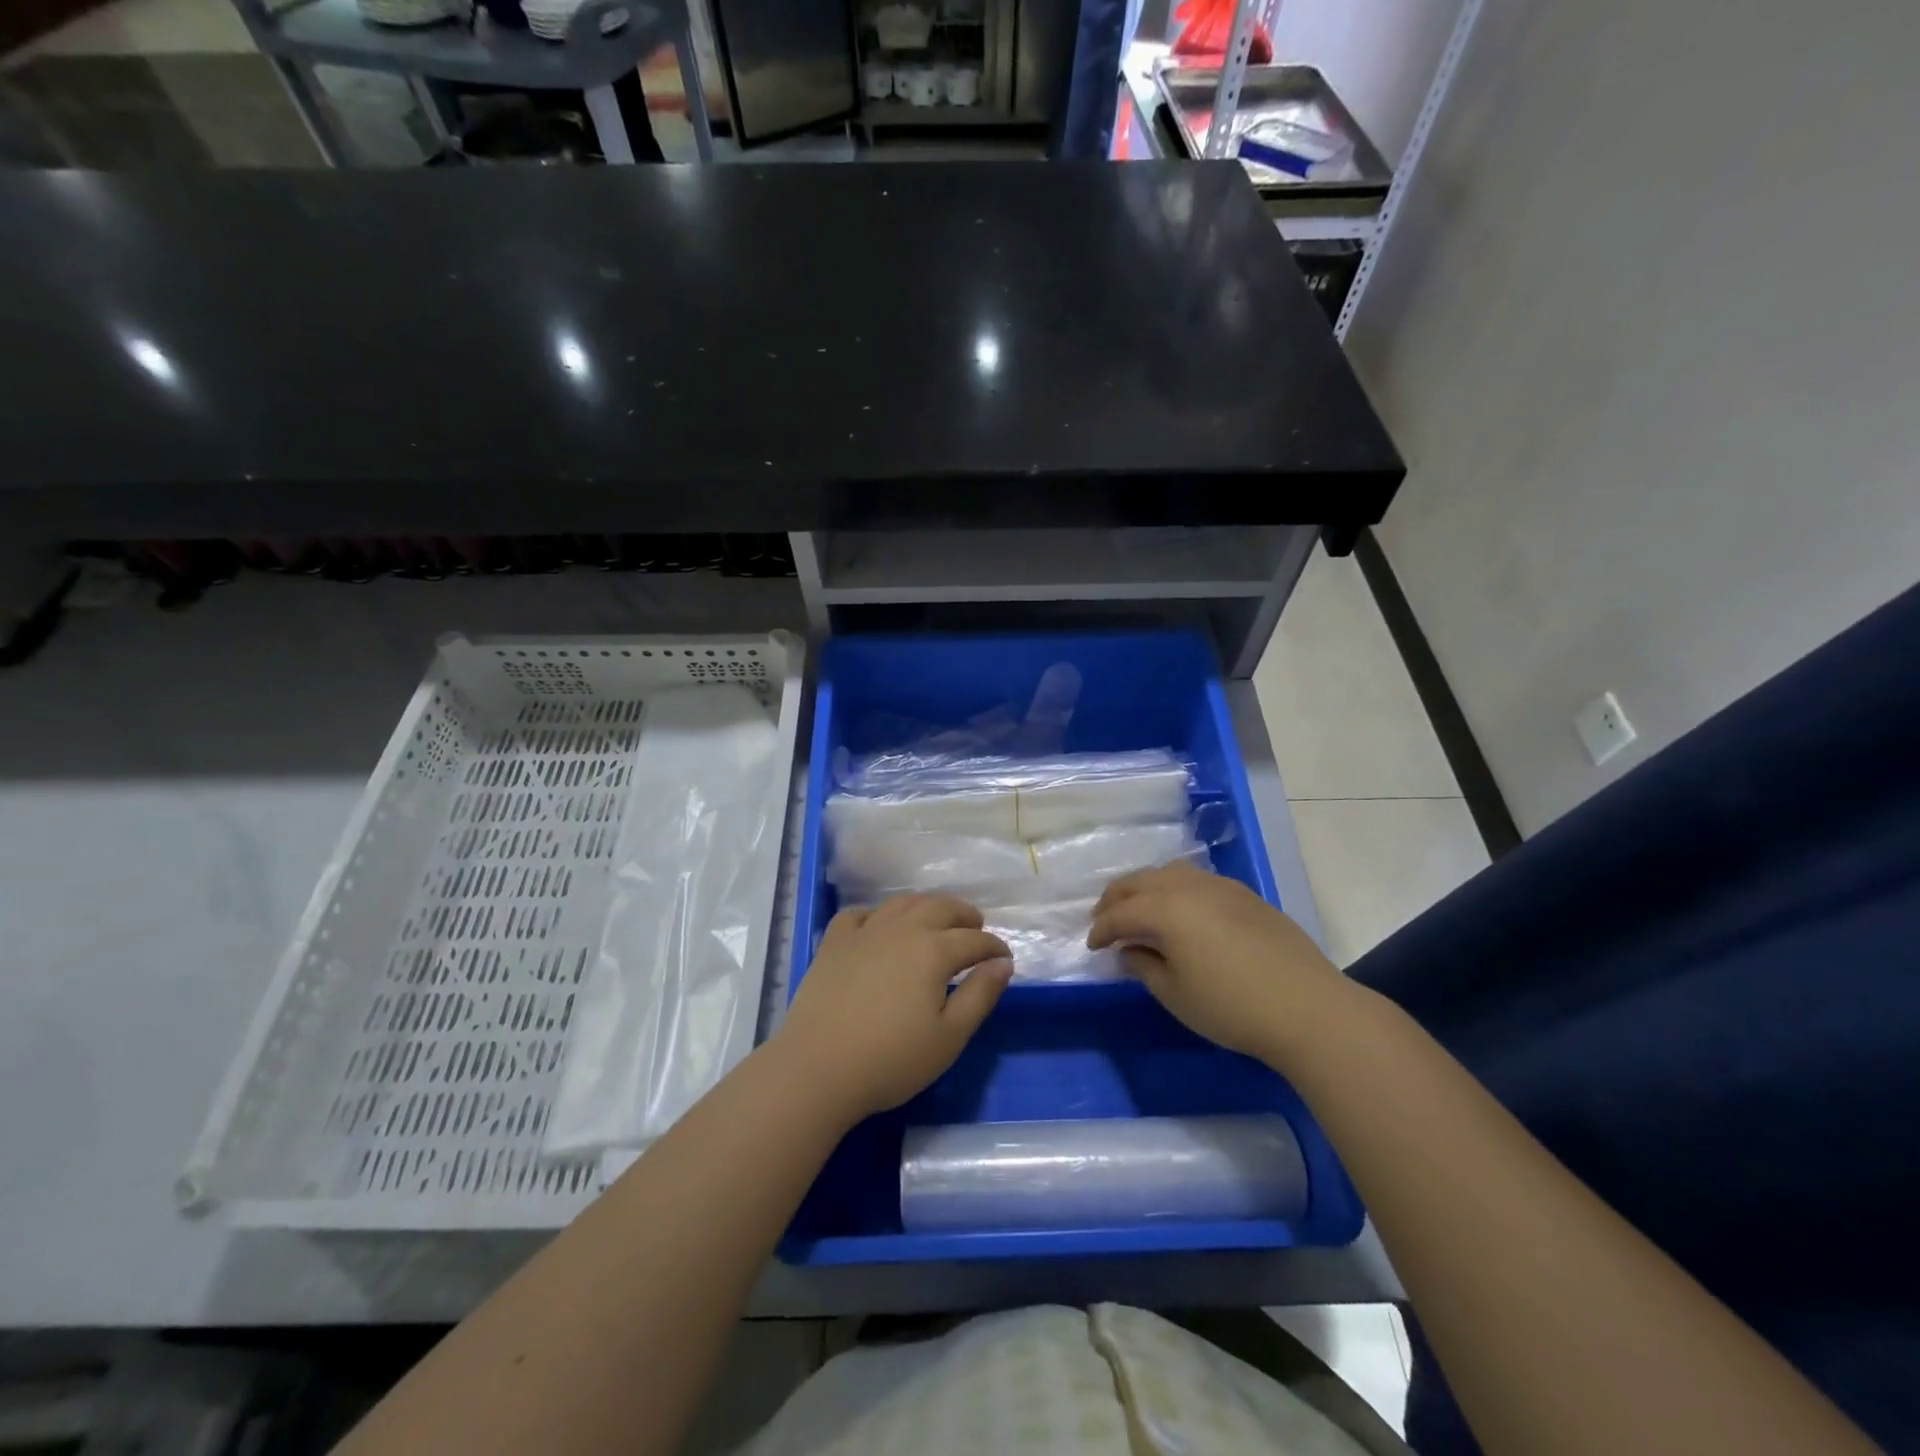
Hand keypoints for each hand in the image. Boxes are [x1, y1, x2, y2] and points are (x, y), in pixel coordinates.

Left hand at [778, 894, 1012, 1121]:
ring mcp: (864, 932)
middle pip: (940, 908)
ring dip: (926, 906)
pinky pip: (859, 914)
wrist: (818, 1068)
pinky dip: (876, 914)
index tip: (1004, 958)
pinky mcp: (833, 943)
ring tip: (936, 918)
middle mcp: (901, 930)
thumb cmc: (891, 1059)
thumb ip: (980, 995)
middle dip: (964, 915)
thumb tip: (1002, 964)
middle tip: (976, 926)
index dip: (993, 947)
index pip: (974, 940)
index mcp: (933, 951)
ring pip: (902, 903)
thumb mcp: (949, 1037)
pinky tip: (878, 927)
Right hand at [1087, 862, 1352, 1065]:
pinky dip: (1174, 890)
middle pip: (1139, 882)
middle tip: (1105, 922)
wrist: (1308, 1007)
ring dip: (1145, 889)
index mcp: (1165, 908)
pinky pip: (1195, 880)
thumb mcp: (1176, 994)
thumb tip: (1128, 951)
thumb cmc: (1232, 1007)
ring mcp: (1220, 886)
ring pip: (1168, 873)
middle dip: (1116, 900)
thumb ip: (1144, 966)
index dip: (1101, 930)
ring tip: (1139, 912)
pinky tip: (1180, 912)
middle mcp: (1188, 886)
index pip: (1120, 913)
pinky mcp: (1245, 895)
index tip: (1092, 947)